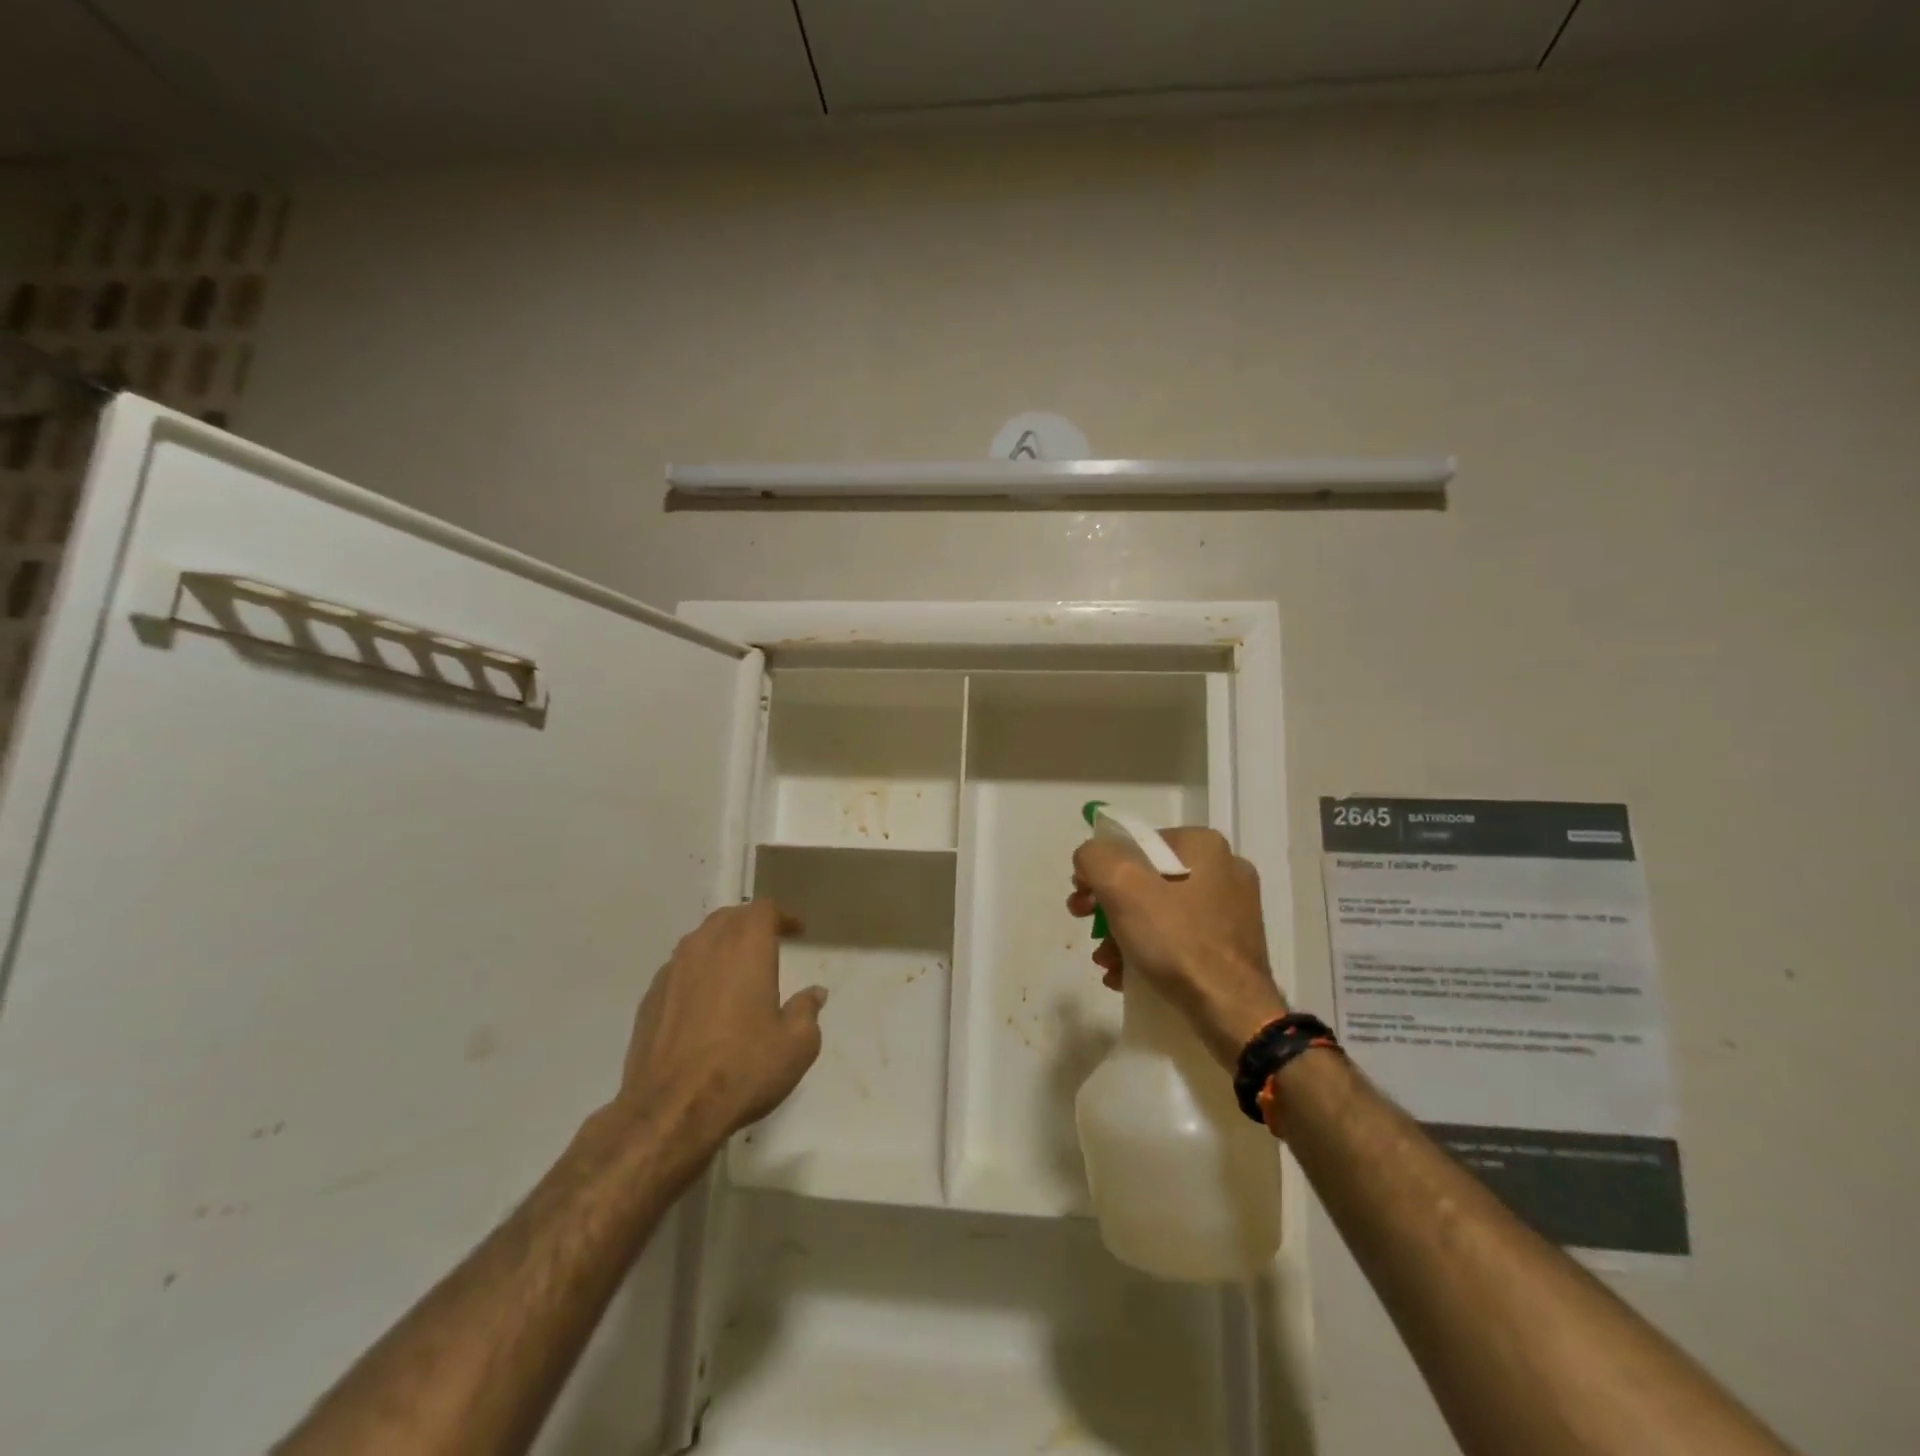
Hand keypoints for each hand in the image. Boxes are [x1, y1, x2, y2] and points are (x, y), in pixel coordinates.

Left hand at [613, 899, 826, 1155]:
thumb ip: (807, 1011)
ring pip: (700, 941)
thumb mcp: (797, 1045)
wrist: (670, 1110)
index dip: (783, 917)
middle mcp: (706, 946)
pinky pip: (679, 970)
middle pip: (729, 917)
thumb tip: (814, 994)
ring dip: (721, 945)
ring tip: (735, 970)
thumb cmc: (743, 1068)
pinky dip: (696, 973)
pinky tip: (704, 1002)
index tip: (797, 932)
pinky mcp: (649, 998)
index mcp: (746, 946)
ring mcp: (672, 971)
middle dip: (750, 924)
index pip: (764, 909)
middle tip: (768, 943)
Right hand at [1068, 826, 1286, 1068]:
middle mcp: (1224, 869)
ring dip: (1124, 934)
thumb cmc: (1177, 940)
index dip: (1101, 869)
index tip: (1082, 898)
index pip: (1135, 844)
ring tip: (1106, 962)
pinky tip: (1128, 976)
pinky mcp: (1232, 946)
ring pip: (1161, 912)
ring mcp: (1233, 910)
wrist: (1232, 1011)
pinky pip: (1180, 938)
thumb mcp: (1121, 886)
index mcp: (1203, 845)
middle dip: (1110, 906)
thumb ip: (1094, 858)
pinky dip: (1150, 952)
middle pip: (1146, 879)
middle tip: (1088, 929)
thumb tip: (1090, 860)